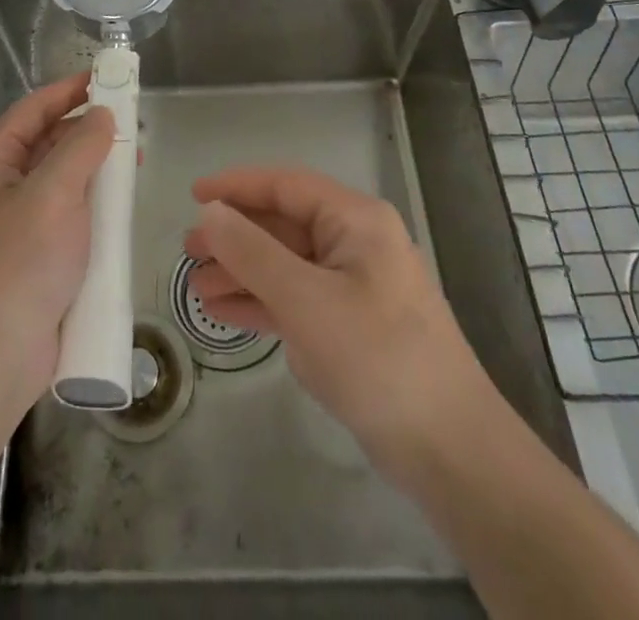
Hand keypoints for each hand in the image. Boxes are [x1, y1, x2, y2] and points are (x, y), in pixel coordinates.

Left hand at [0, 73, 114, 439]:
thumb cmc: (18, 264)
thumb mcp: (52, 194)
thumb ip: (81, 147)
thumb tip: (102, 115)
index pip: (33, 109)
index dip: (69, 89)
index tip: (107, 77)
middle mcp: (3, 187)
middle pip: (50, 143)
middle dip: (90, 131)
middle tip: (133, 124)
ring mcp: (20, 224)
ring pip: (64, 181)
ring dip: (97, 170)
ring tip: (135, 163)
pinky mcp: (39, 257)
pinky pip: (71, 216)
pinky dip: (96, 206)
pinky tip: (123, 209)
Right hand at [183, 165, 493, 490]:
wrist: (450, 452)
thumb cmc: (377, 358)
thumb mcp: (306, 300)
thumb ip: (252, 252)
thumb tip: (210, 212)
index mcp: (355, 220)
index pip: (286, 186)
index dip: (237, 186)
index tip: (193, 195)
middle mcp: (355, 243)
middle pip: (283, 225)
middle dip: (235, 236)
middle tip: (188, 251)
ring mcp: (353, 285)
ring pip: (285, 264)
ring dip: (242, 272)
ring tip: (197, 287)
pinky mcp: (349, 325)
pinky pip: (295, 298)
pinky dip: (261, 302)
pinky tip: (224, 312)